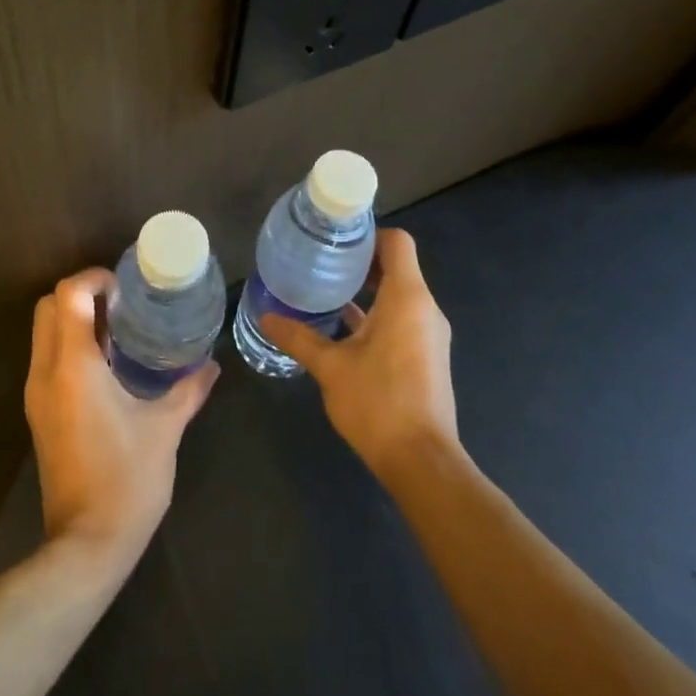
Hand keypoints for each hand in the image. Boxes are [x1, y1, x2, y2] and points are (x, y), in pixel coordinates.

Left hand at [25, 270, 219, 569]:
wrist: (86, 544)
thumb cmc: (127, 480)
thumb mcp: (165, 429)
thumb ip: (188, 390)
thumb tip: (211, 365)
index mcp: (74, 366)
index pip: (67, 295)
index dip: (93, 279)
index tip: (125, 286)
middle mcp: (46, 372)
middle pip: (47, 307)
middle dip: (80, 294)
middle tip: (121, 303)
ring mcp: (37, 394)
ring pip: (43, 333)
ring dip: (73, 320)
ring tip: (118, 329)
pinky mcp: (38, 414)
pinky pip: (47, 359)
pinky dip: (69, 345)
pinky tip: (108, 364)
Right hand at [258, 228, 457, 478]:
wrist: (423, 462)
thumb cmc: (378, 403)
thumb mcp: (330, 367)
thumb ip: (298, 337)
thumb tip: (265, 316)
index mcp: (407, 298)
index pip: (397, 243)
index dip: (368, 233)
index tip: (335, 237)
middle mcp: (424, 309)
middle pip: (396, 266)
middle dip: (360, 261)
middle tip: (320, 259)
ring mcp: (429, 334)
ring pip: (398, 294)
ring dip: (366, 289)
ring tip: (325, 288)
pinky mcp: (426, 356)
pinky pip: (401, 318)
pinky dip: (375, 314)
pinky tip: (341, 327)